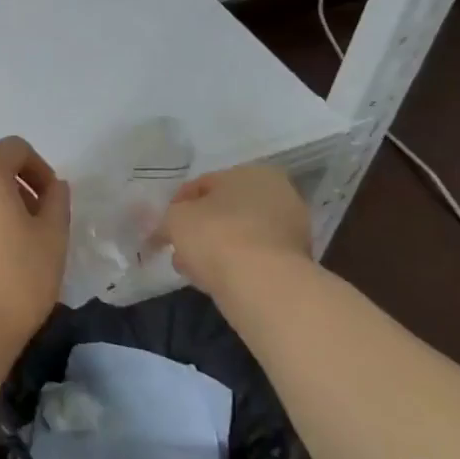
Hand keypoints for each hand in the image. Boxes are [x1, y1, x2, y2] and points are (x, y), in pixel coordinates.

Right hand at [156, 164, 311, 296]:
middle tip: (177, 246)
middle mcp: (278, 194)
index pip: (203, 184)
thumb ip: (167, 218)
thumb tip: (163, 228)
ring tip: (191, 267)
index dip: (178, 204)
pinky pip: (253, 257)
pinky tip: (213, 278)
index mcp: (252, 172)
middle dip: (199, 227)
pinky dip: (234, 264)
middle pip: (224, 210)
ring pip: (239, 235)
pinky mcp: (296, 262)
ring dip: (215, 248)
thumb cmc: (216, 236)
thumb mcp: (176, 218)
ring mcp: (291, 230)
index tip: (164, 225)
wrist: (262, 285)